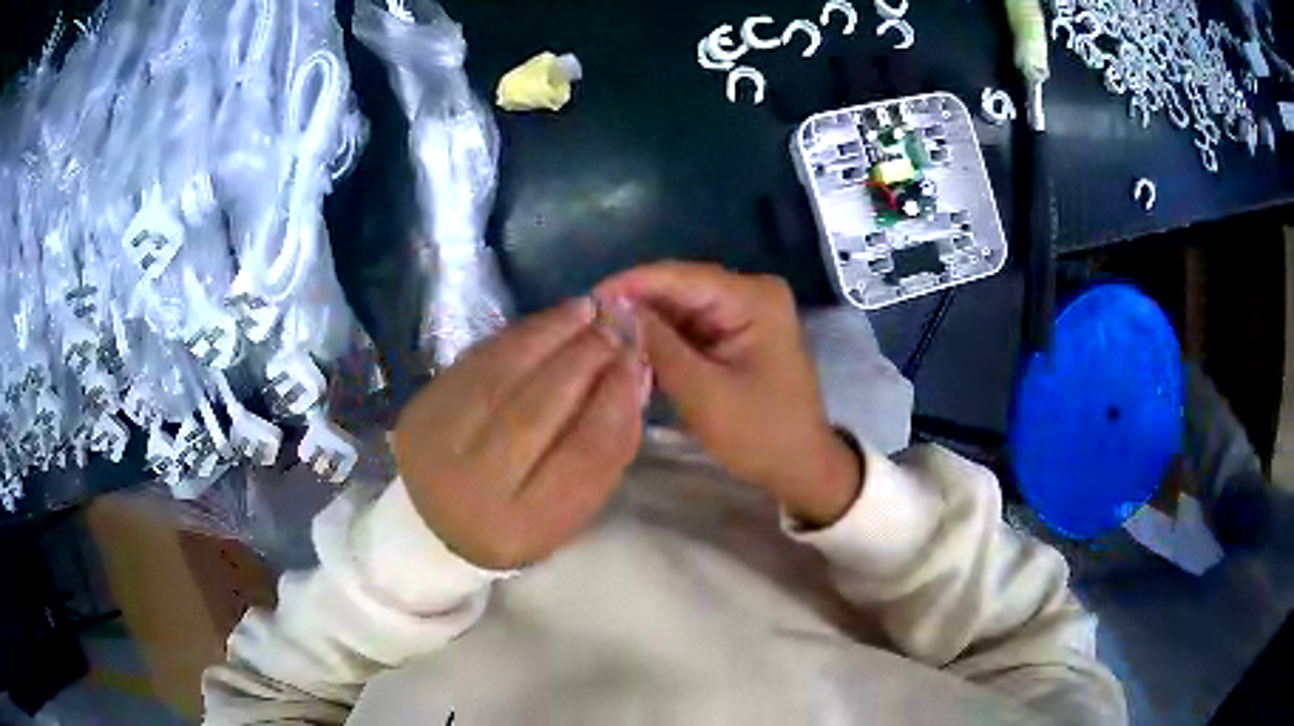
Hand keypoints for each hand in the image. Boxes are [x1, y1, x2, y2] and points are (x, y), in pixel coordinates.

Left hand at [393, 298, 643, 569]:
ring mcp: (438, 445)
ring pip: (503, 376)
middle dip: (586, 358)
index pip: (584, 453)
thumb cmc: (518, 520)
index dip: (617, 399)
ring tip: (588, 309)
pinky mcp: (422, 408)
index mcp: (523, 526)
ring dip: (552, 333)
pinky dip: (518, 335)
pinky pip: (477, 360)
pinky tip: (549, 320)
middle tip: (618, 323)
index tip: (639, 357)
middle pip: (538, 410)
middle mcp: (474, 488)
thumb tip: (635, 371)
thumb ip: (608, 445)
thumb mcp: (572, 506)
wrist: (432, 522)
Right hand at [597, 262, 861, 527]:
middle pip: (680, 288)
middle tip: (587, 323)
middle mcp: (751, 293)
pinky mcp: (736, 332)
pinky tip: (633, 349)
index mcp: (753, 298)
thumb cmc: (760, 434)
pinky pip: (691, 325)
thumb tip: (614, 310)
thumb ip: (658, 346)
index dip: (630, 283)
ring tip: (601, 336)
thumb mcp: (703, 393)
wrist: (800, 465)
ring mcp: (745, 311)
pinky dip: (663, 338)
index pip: (681, 276)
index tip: (586, 299)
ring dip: (646, 322)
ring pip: (681, 307)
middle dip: (635, 304)